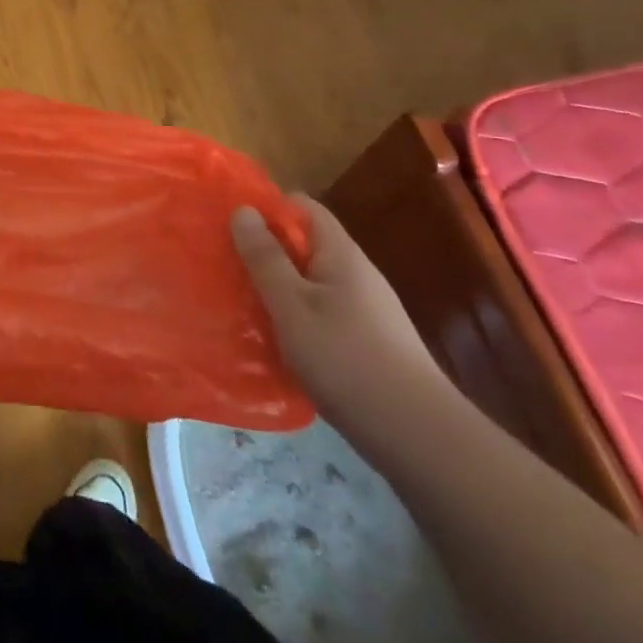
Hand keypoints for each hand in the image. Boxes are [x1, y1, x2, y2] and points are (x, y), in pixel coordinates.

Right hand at [231, 197, 449, 445]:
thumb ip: (265, 258)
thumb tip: (243, 209)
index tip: (229, 225)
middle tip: (225, 265)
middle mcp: (356, 274)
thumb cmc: (346, 359)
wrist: (417, 435)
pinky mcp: (366, 341)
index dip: (266, 208)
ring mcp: (365, 309)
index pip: (302, 207)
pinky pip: (320, 313)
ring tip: (240, 302)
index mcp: (340, 254)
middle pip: (305, 245)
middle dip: (265, 252)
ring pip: (310, 282)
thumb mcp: (292, 305)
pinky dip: (294, 317)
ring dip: (277, 287)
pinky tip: (274, 339)